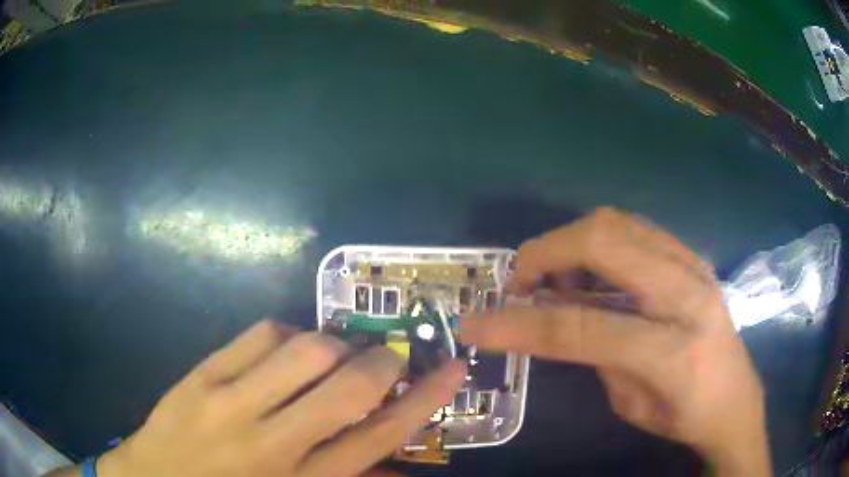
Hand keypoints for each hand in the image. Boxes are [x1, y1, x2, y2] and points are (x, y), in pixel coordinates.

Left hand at [51, 321, 464, 476]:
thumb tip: (394, 462)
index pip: (379, 435)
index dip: (424, 400)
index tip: (452, 368)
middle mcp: (271, 441)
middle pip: (348, 387)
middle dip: (385, 362)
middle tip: (394, 352)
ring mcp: (230, 402)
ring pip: (305, 350)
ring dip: (335, 345)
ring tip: (335, 354)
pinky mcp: (201, 375)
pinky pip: (259, 335)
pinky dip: (288, 334)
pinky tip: (288, 348)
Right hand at [460, 208, 769, 475]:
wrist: (737, 397)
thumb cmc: (684, 416)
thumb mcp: (630, 403)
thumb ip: (593, 354)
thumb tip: (554, 315)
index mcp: (673, 351)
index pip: (584, 328)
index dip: (521, 325)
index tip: (476, 324)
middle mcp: (688, 295)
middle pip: (604, 243)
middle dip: (546, 253)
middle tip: (521, 281)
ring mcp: (695, 266)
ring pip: (619, 222)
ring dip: (571, 241)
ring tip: (556, 277)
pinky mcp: (694, 257)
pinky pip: (636, 228)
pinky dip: (599, 240)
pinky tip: (592, 270)